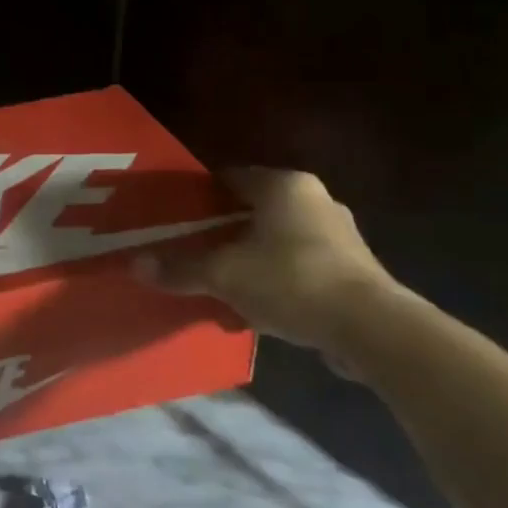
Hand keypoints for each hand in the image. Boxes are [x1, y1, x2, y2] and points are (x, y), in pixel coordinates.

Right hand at [135, 167, 399, 357]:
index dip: (200, 194)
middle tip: (193, 249)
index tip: (176, 215)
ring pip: (277, 240)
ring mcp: (340, 235)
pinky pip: (300, 266)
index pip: (231, 177)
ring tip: (221, 282)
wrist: (371, 329)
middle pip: (254, 209)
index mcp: (284, 186)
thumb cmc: (291, 280)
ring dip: (251, 258)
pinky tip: (257, 307)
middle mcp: (315, 200)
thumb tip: (135, 265)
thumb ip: (180, 268)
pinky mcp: (354, 269)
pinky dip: (276, 280)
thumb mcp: (224, 274)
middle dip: (224, 230)